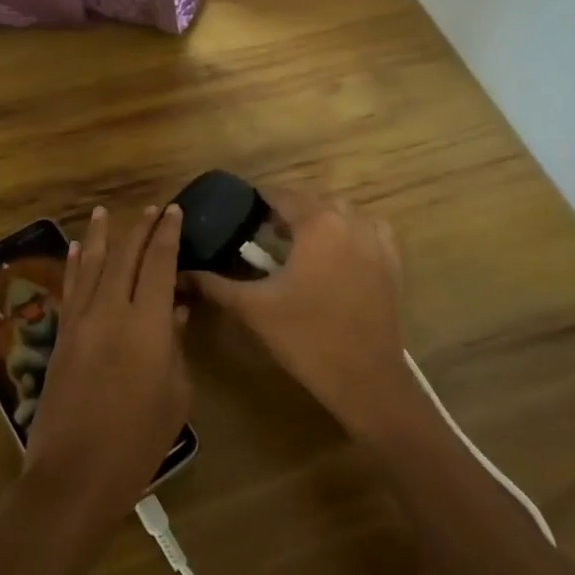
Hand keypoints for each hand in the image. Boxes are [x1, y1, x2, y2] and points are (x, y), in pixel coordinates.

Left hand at [22, 205, 190, 534]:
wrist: (75, 475)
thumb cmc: (138, 441)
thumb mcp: (175, 394)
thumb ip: (176, 346)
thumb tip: (174, 312)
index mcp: (147, 325)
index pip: (159, 264)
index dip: (167, 235)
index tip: (174, 211)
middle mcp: (111, 312)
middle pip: (125, 257)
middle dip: (139, 228)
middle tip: (152, 209)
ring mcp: (80, 322)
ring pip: (91, 265)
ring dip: (101, 236)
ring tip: (104, 211)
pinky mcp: (60, 337)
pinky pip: (71, 289)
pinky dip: (76, 264)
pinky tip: (77, 248)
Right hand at [189, 186, 418, 442]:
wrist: (365, 379)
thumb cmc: (305, 337)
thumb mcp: (254, 308)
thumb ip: (215, 284)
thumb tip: (182, 273)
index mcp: (316, 223)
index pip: (281, 195)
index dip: (258, 199)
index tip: (239, 211)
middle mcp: (350, 220)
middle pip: (312, 200)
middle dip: (287, 210)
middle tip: (263, 232)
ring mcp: (376, 240)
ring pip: (342, 212)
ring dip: (319, 218)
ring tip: (298, 243)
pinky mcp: (392, 261)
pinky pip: (368, 230)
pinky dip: (350, 231)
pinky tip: (336, 252)